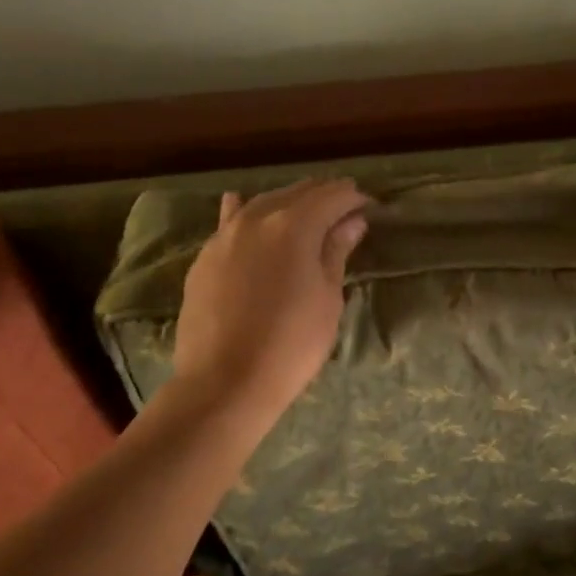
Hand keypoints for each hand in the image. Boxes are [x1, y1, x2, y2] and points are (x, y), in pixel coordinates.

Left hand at [162, 178, 370, 429]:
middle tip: (345, 207)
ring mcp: (224, 237)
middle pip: (295, 193)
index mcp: (293, 226)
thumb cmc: (292, 344)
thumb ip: (336, 252)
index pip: (331, 196)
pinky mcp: (204, 258)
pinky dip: (249, 214)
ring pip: (261, 203)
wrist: (225, 382)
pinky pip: (231, 222)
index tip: (370, 206)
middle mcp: (255, 219)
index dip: (354, 198)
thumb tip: (352, 221)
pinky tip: (246, 210)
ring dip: (288, 202)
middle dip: (323, 195)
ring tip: (306, 213)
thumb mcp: (328, 298)